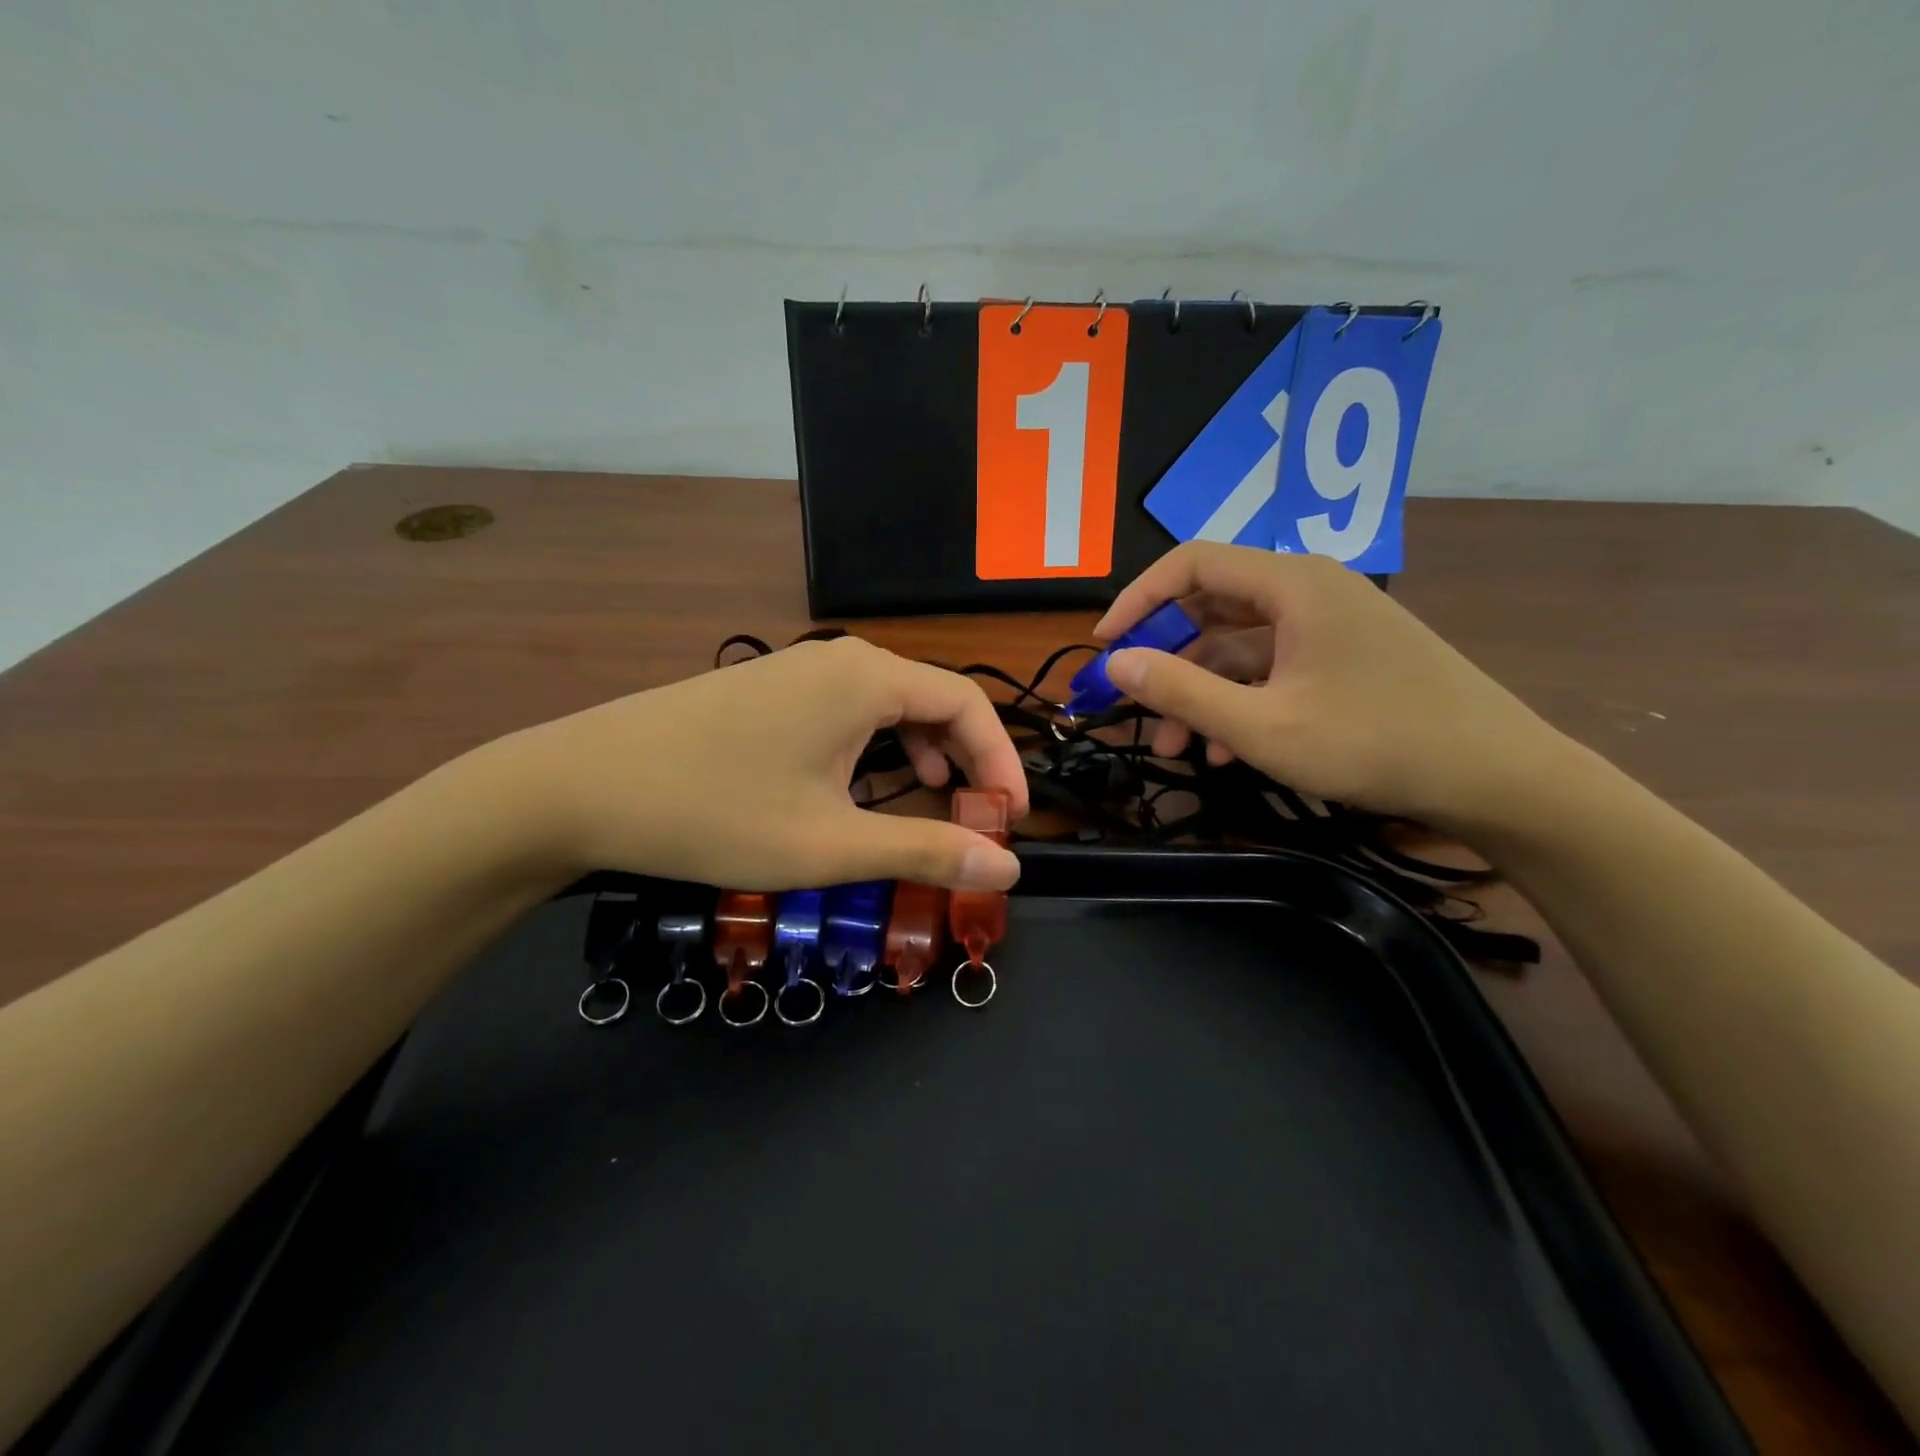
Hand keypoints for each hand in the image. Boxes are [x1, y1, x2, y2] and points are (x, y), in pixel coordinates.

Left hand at [482, 637, 1027, 891]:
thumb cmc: (715, 813)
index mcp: (867, 678)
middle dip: (966, 761)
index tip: (1013, 820)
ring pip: (888, 706)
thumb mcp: (831, 844)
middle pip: (932, 701)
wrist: (578, 787)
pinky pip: (847, 711)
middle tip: (976, 822)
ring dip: (923, 755)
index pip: (968, 704)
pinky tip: (863, 787)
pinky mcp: (767, 690)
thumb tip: (1010, 865)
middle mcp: (840, 659)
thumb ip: (928, 849)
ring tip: (933, 804)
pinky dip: (877, 749)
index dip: (1002, 762)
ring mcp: (797, 670)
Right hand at [1095, 542, 1567, 829]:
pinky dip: (1239, 701)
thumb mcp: (1262, 726)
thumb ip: (1180, 690)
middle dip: (1166, 661)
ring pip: (1239, 646)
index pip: (1191, 564)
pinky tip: (1226, 751)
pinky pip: (1271, 668)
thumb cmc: (1374, 742)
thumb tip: (1115, 662)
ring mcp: (1330, 624)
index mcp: (1291, 584)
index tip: (1104, 646)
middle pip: (1211, 607)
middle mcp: (1309, 590)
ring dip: (1199, 691)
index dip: (1138, 600)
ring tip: (1173, 747)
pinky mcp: (1344, 657)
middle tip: (1135, 709)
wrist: (1497, 777)